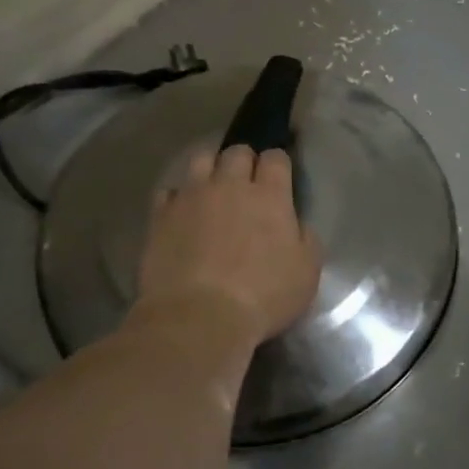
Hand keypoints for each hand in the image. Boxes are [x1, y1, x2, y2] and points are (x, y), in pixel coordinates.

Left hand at [136, 145, 321, 345]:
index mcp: (269, 196)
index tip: (279, 177)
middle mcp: (230, 185)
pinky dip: (179, 197)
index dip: (278, 164)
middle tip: (246, 183)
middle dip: (244, 161)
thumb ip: (306, 240)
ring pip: (200, 160)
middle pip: (237, 152)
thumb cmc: (263, 297)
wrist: (199, 317)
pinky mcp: (161, 215)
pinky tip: (183, 213)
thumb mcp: (306, 273)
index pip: (276, 158)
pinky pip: (170, 191)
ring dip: (211, 169)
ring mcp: (192, 197)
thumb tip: (297, 225)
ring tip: (212, 188)